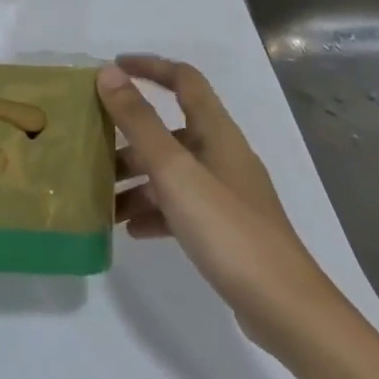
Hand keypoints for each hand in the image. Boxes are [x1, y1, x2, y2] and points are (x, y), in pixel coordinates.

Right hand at [101, 55, 345, 357]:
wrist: (285, 310)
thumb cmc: (228, 230)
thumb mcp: (174, 171)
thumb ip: (139, 121)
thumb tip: (108, 73)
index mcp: (217, 133)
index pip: (183, 80)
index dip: (149, 67)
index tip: (111, 70)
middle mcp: (222, 155)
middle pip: (170, 129)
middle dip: (130, 135)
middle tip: (92, 144)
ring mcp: (225, 194)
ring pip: (171, 171)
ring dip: (136, 178)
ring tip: (101, 197)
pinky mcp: (225, 228)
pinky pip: (179, 206)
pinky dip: (153, 210)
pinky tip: (130, 229)